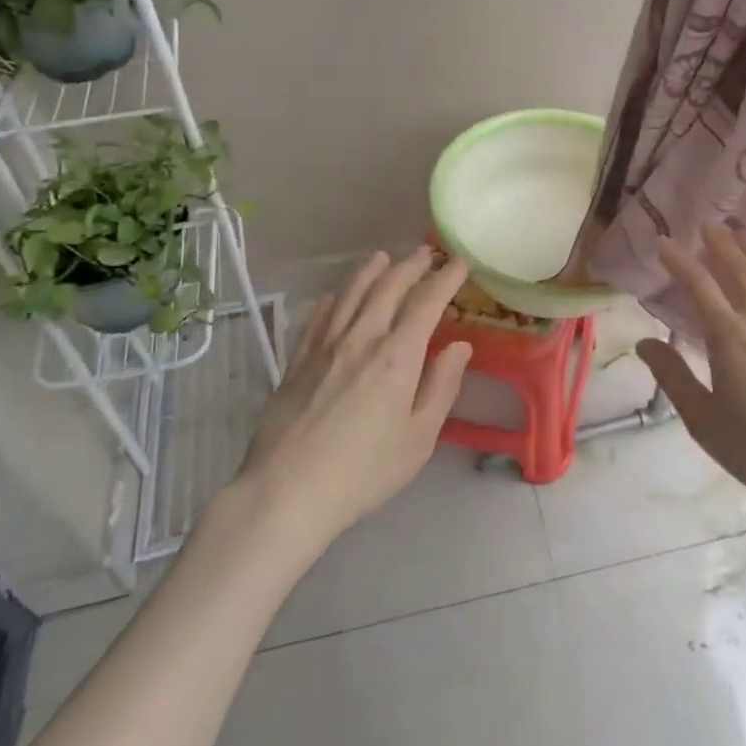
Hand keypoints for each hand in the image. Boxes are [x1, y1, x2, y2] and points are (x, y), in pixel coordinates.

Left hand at [237, 247, 471, 552]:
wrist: (286, 492)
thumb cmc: (363, 472)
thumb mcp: (419, 438)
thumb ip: (441, 387)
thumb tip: (459, 346)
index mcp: (397, 356)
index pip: (426, 304)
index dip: (445, 279)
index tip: (459, 263)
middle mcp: (361, 339)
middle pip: (387, 288)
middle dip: (410, 266)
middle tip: (426, 253)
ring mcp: (324, 347)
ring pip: (349, 294)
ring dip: (369, 271)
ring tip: (381, 257)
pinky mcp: (296, 362)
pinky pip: (316, 318)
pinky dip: (331, 300)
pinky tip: (332, 295)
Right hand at [637, 225, 745, 526]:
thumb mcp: (705, 421)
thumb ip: (674, 378)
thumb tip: (645, 342)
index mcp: (728, 336)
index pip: (698, 285)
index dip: (679, 261)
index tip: (664, 243)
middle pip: (740, 270)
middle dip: (721, 245)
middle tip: (710, 225)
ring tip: (744, 236)